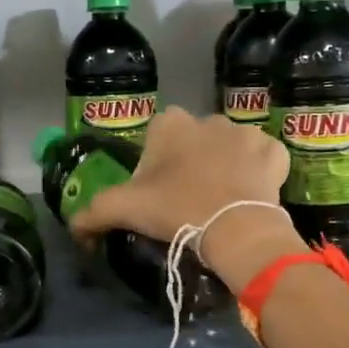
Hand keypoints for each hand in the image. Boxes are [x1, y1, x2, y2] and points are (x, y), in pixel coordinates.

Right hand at [68, 108, 302, 289]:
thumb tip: (74, 228)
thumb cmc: (176, 208)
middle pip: (192, 142)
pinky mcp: (273, 152)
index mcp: (170, 123)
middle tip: (187, 200)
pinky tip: (250, 194)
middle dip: (190, 164)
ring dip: (224, 166)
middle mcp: (208, 118)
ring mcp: (246, 133)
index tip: (157, 194)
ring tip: (220, 201)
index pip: (155, 139)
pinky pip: (262, 160)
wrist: (235, 229)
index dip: (154, 167)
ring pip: (228, 149)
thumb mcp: (123, 210)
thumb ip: (91, 214)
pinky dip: (257, 173)